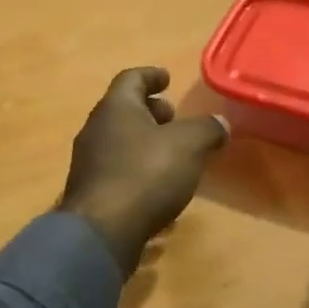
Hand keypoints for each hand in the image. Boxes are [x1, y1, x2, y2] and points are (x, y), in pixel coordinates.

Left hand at [58, 68, 229, 274]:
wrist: (102, 231)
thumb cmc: (145, 174)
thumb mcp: (188, 145)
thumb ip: (207, 129)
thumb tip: (220, 123)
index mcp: (115, 108)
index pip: (131, 78)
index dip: (151, 76)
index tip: (167, 78)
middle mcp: (95, 129)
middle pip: (123, 111)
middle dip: (150, 112)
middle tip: (174, 119)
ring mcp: (88, 163)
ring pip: (119, 142)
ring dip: (144, 143)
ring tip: (172, 155)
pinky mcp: (90, 193)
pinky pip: (117, 171)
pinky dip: (137, 170)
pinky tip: (158, 188)